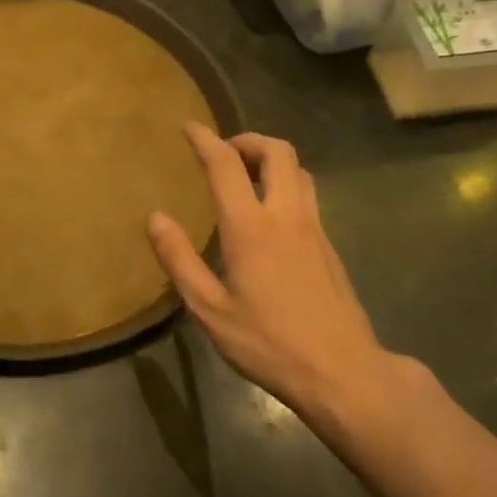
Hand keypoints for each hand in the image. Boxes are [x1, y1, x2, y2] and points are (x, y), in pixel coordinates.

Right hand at [148, 125, 389, 429]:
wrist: (340, 370)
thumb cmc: (267, 343)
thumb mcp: (210, 309)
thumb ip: (180, 260)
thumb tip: (156, 218)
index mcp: (251, 228)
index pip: (226, 165)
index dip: (205, 140)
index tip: (188, 127)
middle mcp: (286, 217)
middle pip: (278, 152)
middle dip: (248, 140)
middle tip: (223, 151)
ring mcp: (314, 230)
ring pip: (299, 171)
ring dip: (272, 160)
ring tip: (246, 175)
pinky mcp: (329, 247)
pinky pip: (307, 197)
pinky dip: (285, 185)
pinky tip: (269, 215)